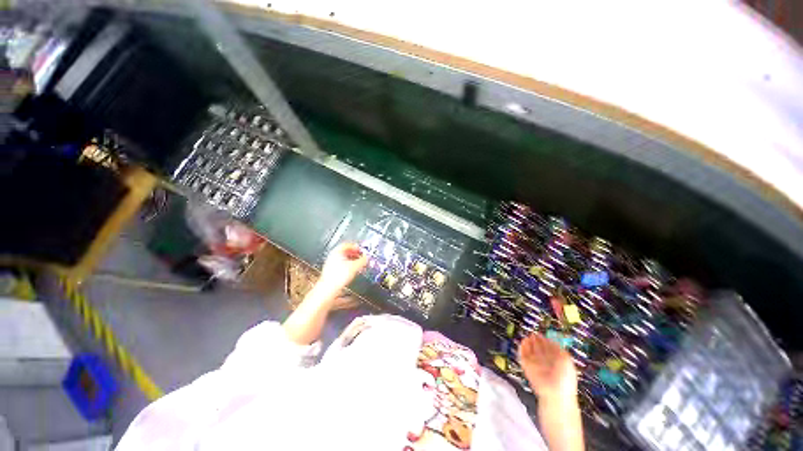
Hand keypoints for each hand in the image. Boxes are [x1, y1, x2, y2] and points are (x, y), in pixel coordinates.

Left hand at [318, 243, 367, 295]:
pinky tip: (352, 270)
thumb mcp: (355, 266)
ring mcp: (331, 263)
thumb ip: (362, 260)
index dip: (356, 247)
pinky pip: (342, 265)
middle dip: (355, 254)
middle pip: (346, 251)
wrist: (328, 288)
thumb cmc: (338, 276)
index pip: (348, 245)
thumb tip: (367, 258)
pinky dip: (348, 265)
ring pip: (344, 258)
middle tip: (362, 256)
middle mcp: (333, 256)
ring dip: (352, 260)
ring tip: (359, 264)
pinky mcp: (331, 271)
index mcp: (337, 251)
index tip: (362, 250)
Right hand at [518, 333, 577, 401]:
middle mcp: (545, 361)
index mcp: (556, 360)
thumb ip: (557, 348)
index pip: (549, 348)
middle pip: (539, 348)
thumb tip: (550, 340)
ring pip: (530, 350)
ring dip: (528, 343)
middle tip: (533, 333)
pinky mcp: (526, 365)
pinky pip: (522, 354)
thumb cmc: (565, 377)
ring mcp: (535, 363)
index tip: (542, 334)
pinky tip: (523, 341)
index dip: (545, 340)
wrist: (555, 392)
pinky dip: (522, 347)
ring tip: (528, 336)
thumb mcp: (566, 359)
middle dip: (536, 340)